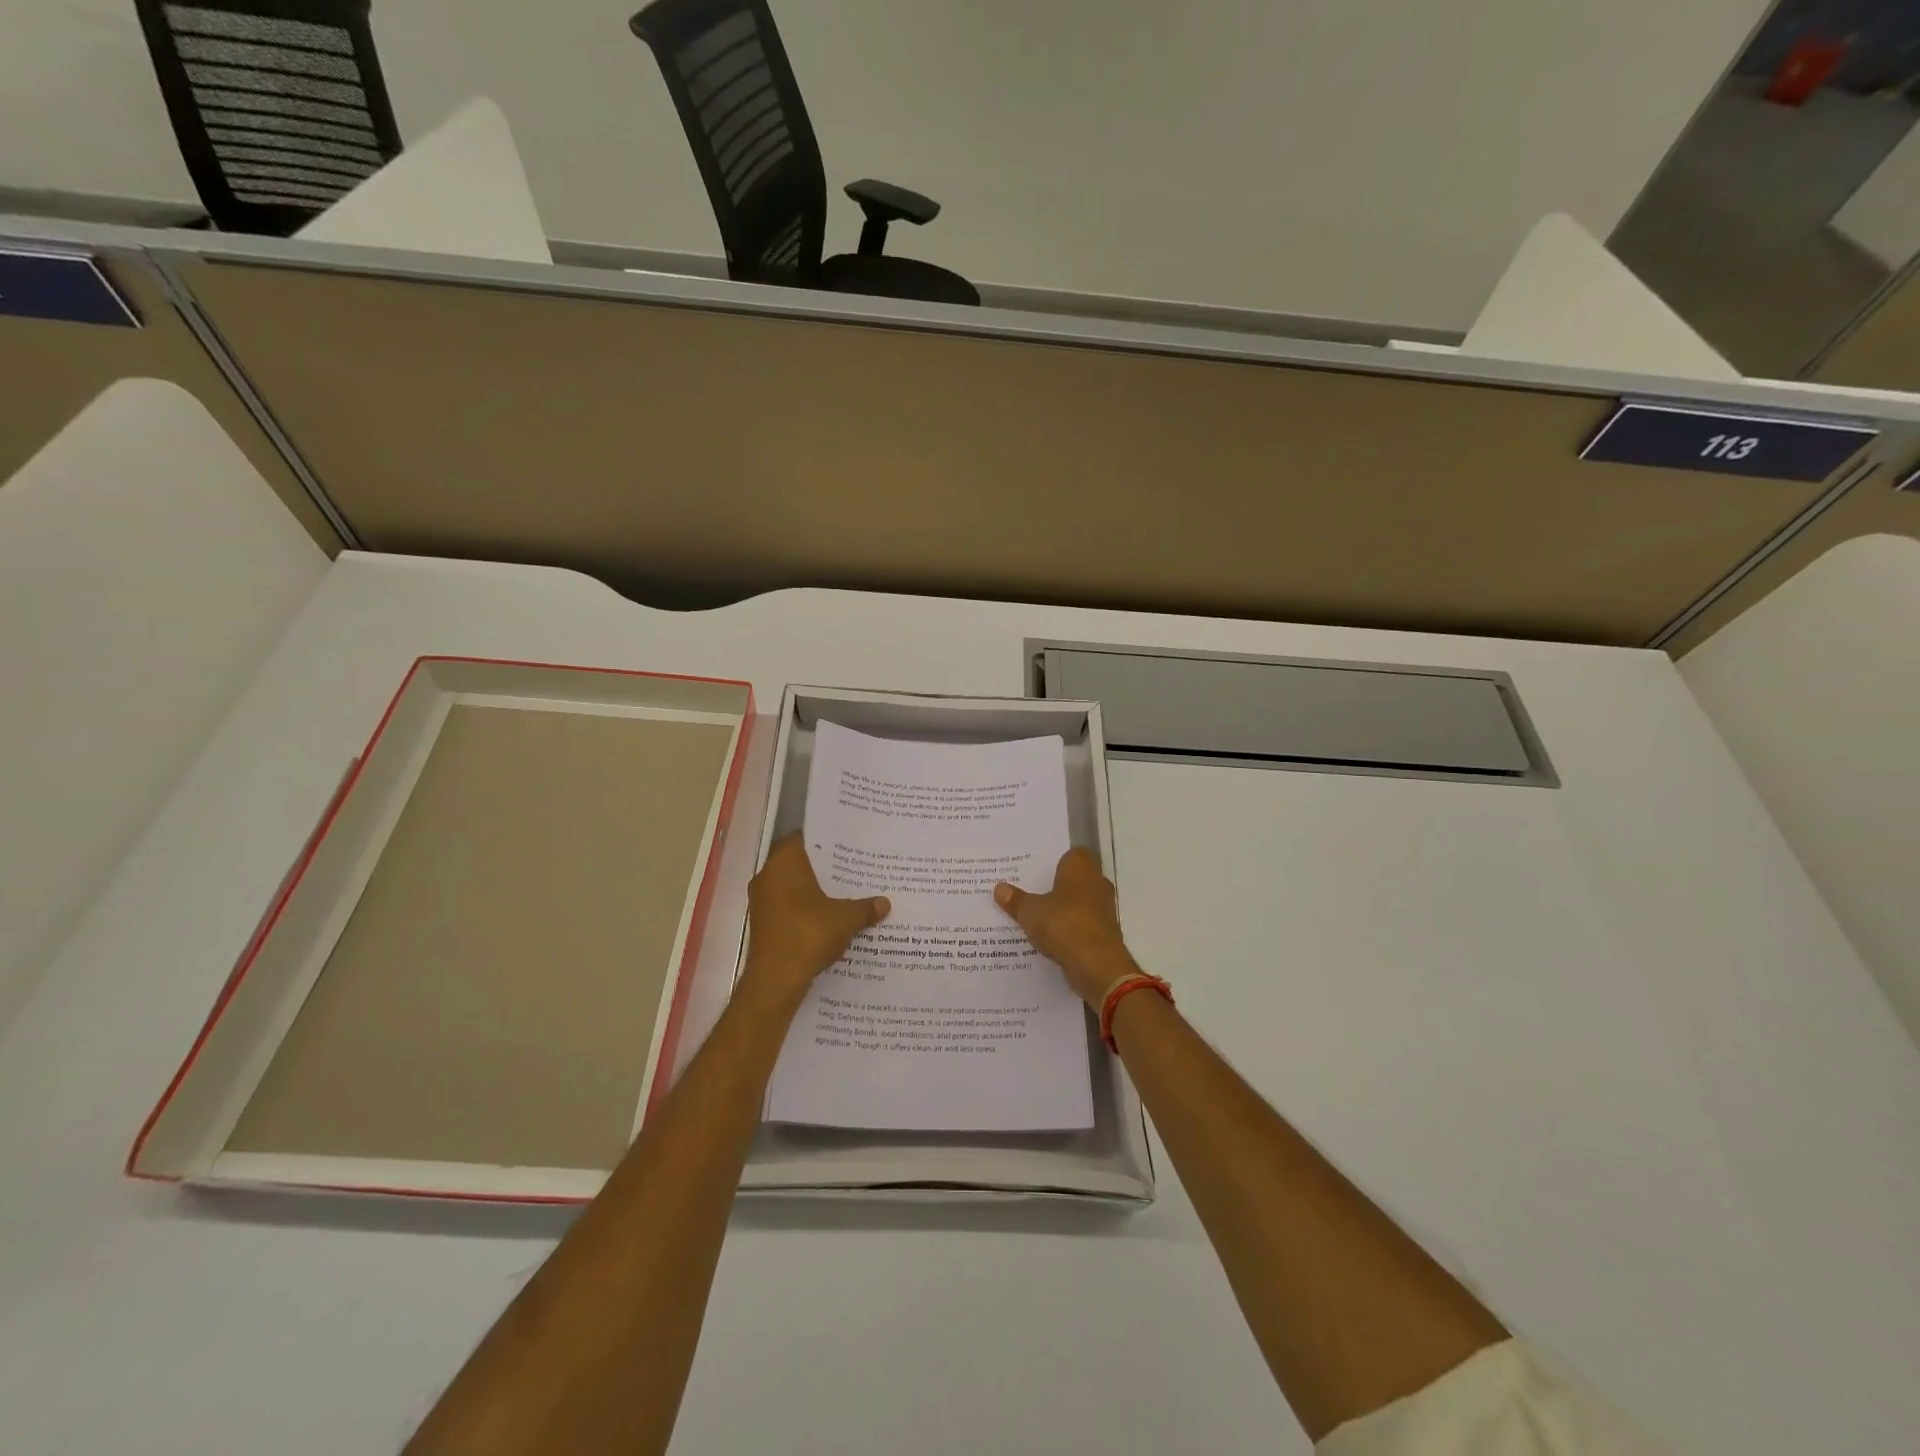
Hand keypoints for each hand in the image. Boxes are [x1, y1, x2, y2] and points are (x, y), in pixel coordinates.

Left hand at [740, 834, 889, 1004]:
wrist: (775, 980)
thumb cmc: (809, 934)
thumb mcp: (846, 918)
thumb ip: (865, 907)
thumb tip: (885, 903)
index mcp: (784, 863)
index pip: (801, 838)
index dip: (823, 840)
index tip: (844, 844)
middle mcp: (767, 877)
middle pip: (797, 863)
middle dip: (822, 868)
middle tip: (850, 868)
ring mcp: (761, 902)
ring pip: (790, 887)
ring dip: (812, 891)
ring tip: (843, 894)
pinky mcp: (762, 925)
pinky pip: (786, 908)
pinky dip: (804, 910)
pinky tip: (828, 919)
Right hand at [994, 848, 1138, 1006]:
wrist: (1097, 965)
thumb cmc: (1064, 924)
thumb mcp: (1030, 911)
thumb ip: (1015, 900)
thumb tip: (999, 888)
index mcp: (1081, 867)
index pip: (1072, 853)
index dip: (1055, 861)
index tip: (1035, 870)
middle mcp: (1097, 883)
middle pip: (1074, 879)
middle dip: (1055, 887)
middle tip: (1029, 892)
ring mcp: (1103, 910)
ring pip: (1078, 904)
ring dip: (1062, 910)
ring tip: (1035, 917)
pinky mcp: (1104, 934)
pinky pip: (1082, 925)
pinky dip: (1069, 930)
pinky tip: (1049, 939)